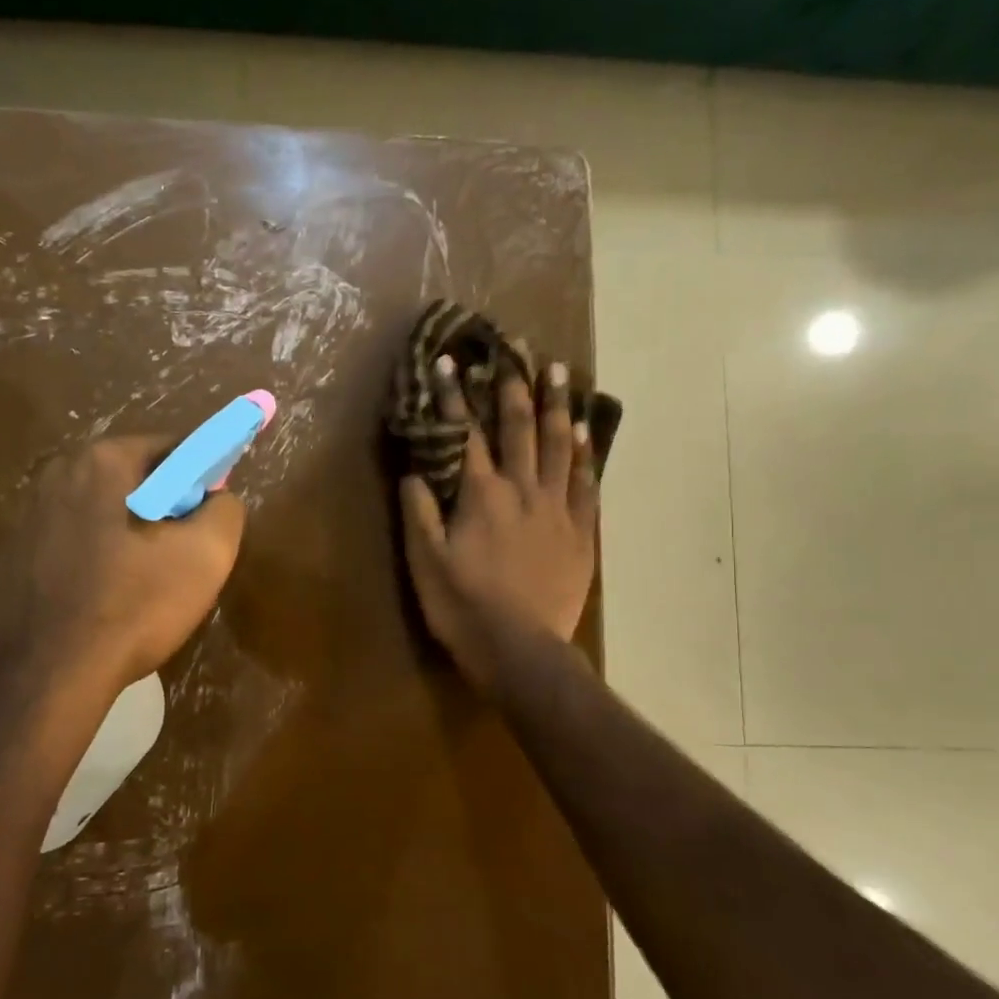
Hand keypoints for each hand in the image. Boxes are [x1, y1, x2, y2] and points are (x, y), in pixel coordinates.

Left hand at [0, 435, 245, 699]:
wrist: (46, 678)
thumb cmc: (132, 606)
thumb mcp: (206, 556)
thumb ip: (226, 510)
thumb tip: (218, 499)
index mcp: (101, 461)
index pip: (171, 448)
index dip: (201, 479)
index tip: (210, 518)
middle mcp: (55, 474)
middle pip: (132, 478)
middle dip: (164, 507)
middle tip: (182, 554)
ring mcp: (25, 515)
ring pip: (99, 511)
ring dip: (128, 533)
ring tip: (144, 583)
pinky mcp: (10, 555)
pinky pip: (70, 541)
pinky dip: (95, 557)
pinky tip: (105, 598)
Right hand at [400, 355, 597, 692]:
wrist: (520, 650)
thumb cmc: (463, 606)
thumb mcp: (425, 561)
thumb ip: (418, 511)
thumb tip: (414, 469)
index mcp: (480, 495)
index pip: (466, 434)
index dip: (456, 397)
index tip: (450, 362)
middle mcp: (522, 490)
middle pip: (519, 428)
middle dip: (514, 385)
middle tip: (517, 348)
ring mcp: (556, 509)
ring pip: (558, 446)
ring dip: (557, 406)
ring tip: (559, 372)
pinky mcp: (580, 532)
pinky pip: (585, 483)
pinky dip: (584, 454)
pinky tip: (585, 431)